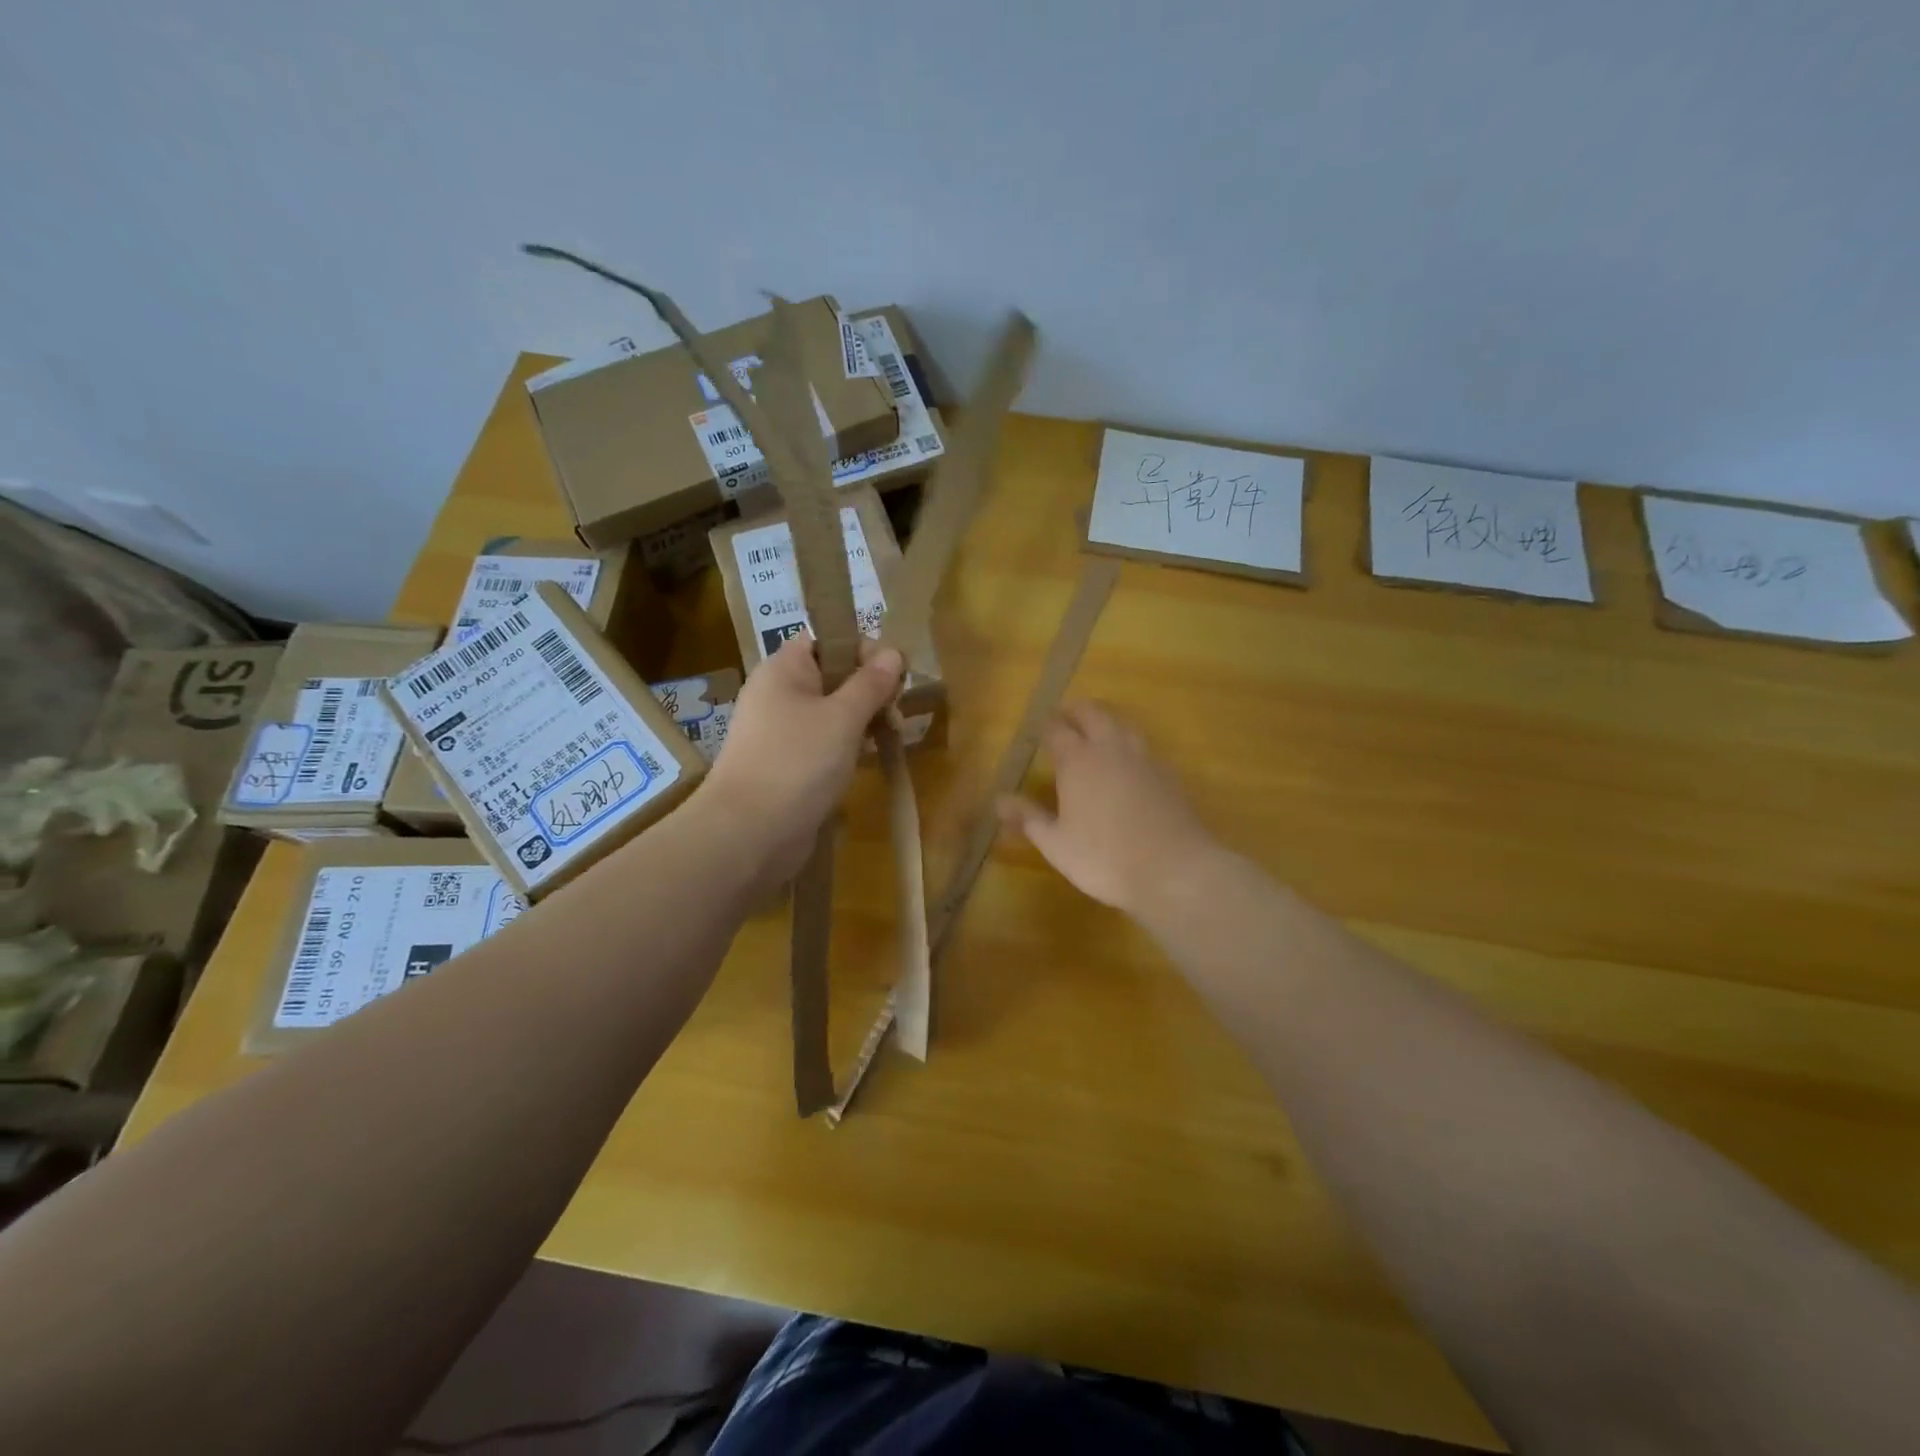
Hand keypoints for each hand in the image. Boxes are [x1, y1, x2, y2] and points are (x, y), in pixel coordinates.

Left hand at [695, 635, 903, 889]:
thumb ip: (871, 683)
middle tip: (897, 715)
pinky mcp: (786, 766)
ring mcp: (780, 733)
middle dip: (869, 690)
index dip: (862, 650)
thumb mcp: (843, 718)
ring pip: (830, 713)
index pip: (827, 640)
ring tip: (890, 739)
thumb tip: (893, 652)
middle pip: (832, 676)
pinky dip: (847, 748)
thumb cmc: (797, 763)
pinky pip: (822, 744)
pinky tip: (867, 762)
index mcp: (783, 670)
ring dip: (862, 721)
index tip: (894, 676)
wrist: (749, 834)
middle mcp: (777, 695)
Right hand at [1000, 703, 1219, 915]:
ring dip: (1106, 721)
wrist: (1173, 869)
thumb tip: (999, 800)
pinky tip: (1128, 762)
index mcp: (1077, 760)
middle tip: (1065, 716)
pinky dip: (1129, 744)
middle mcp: (1110, 749)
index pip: (1057, 730)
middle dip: (1076, 711)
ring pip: (1122, 724)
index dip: (1046, 726)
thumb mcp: (1056, 843)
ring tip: (1096, 729)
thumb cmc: (1104, 857)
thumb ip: (1028, 818)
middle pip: (1093, 714)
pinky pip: (1144, 747)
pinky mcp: (1168, 774)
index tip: (1037, 727)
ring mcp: (1144, 759)